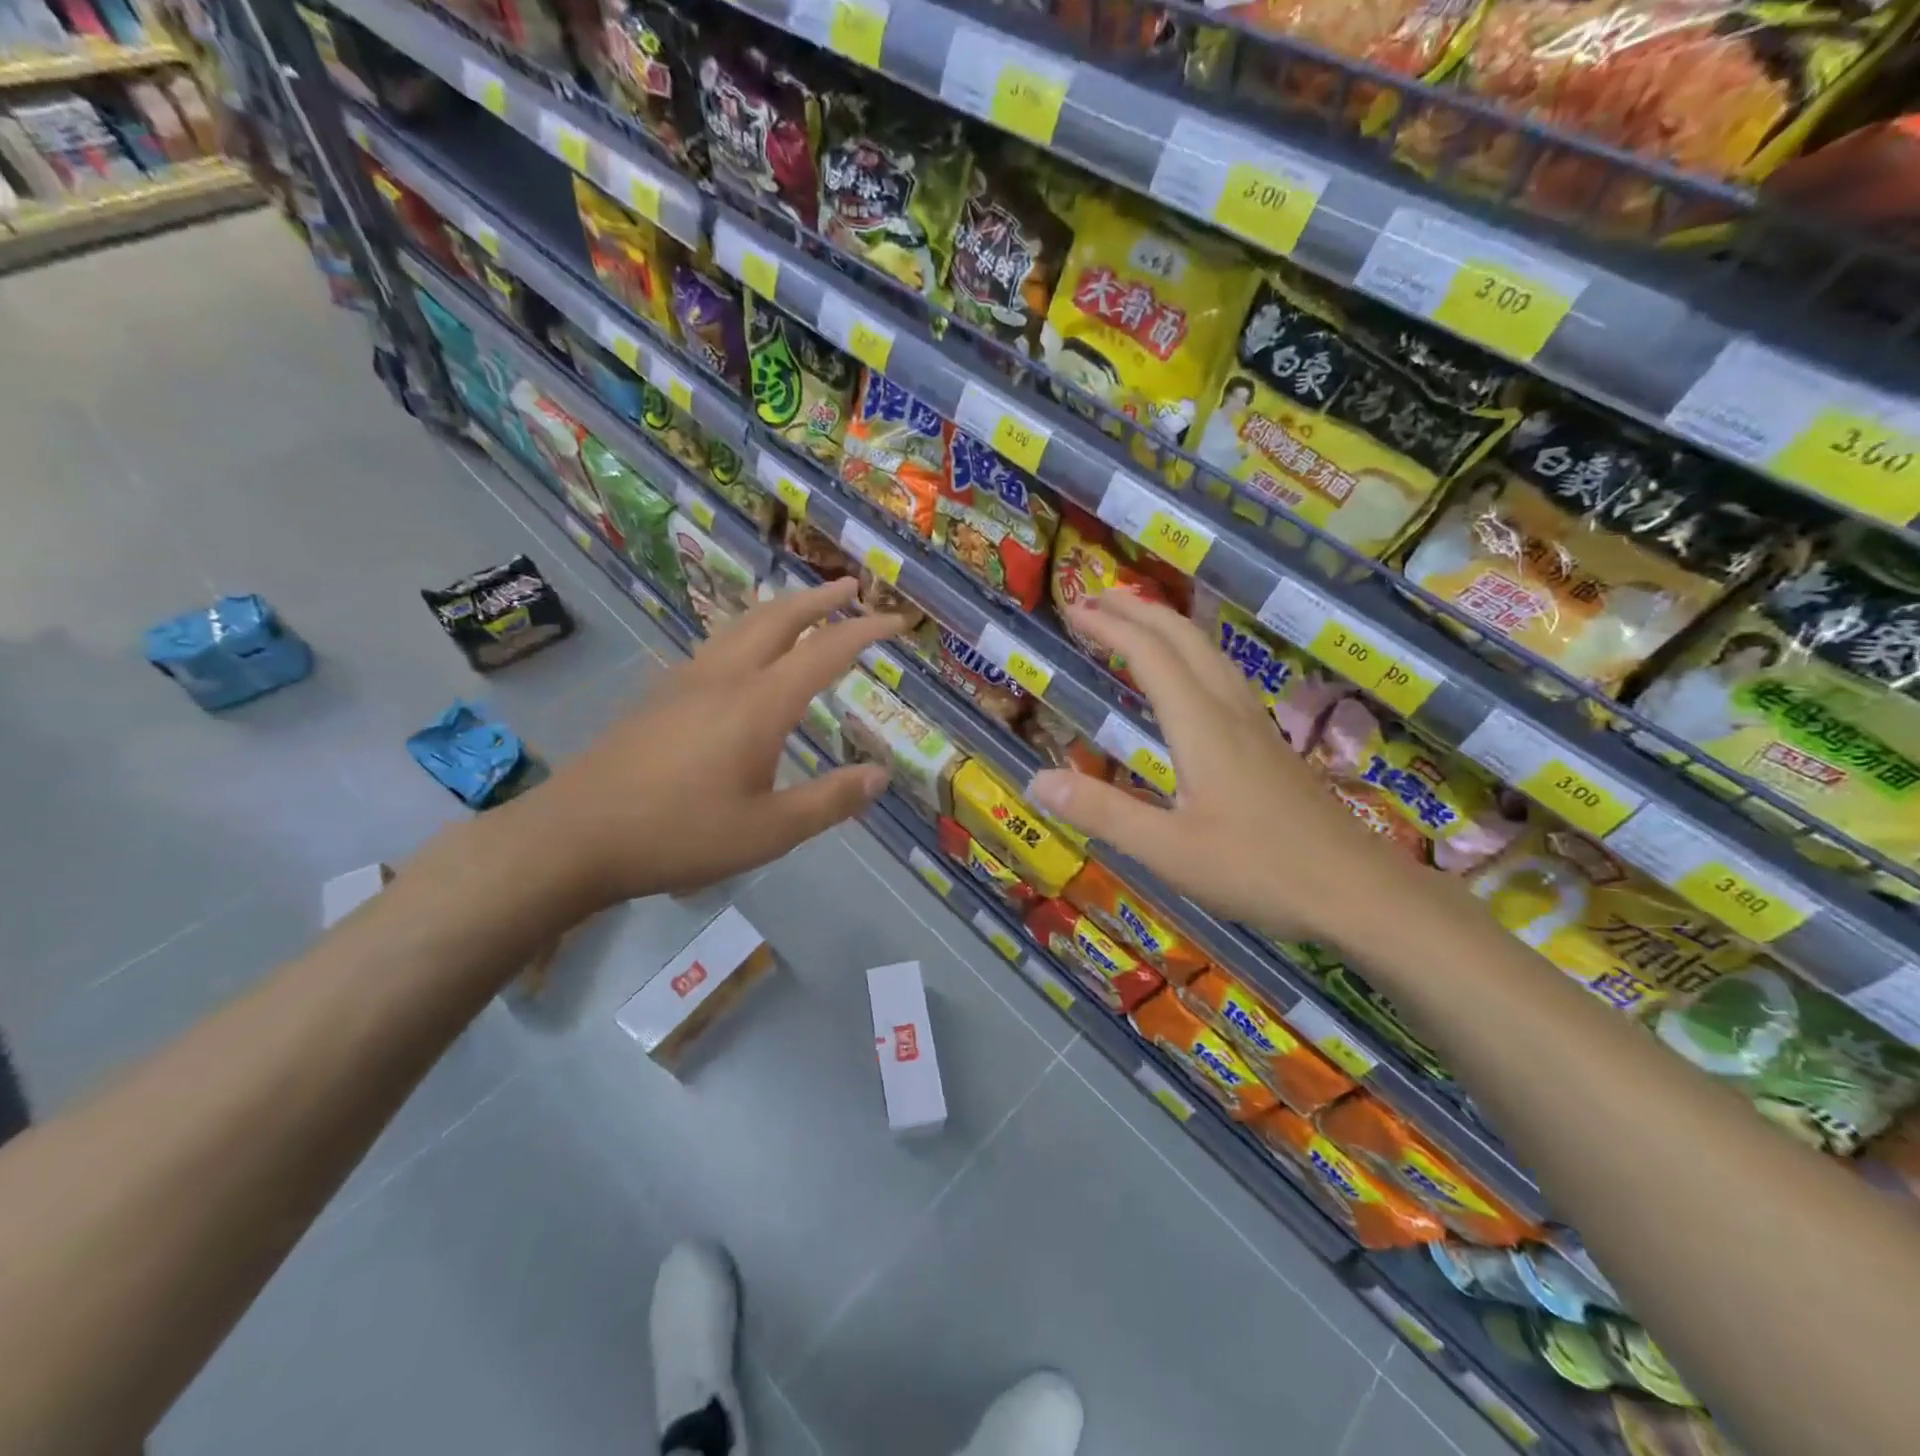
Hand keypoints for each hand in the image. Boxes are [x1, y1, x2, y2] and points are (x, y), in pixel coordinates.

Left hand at [519, 579, 901, 908]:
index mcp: (757, 703)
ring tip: (802, 608)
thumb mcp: (768, 832)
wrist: (574, 837)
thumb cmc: (679, 835)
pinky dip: (747, 632)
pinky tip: (743, 656)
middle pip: (777, 618)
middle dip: (818, 599)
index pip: (824, 652)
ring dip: (780, 610)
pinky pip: (715, 645)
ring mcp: (684, 681)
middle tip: (849, 587)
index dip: (865, 632)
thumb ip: (829, 801)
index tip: (895, 621)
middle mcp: (723, 677)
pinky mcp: (658, 696)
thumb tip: (879, 776)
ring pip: (740, 625)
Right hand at [1025, 591, 1426, 944]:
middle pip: (1184, 638)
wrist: (1356, 891)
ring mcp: (1256, 725)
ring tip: (1136, 622)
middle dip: (1138, 611)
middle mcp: (1229, 710)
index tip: (1074, 608)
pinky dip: (1191, 655)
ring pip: (1210, 653)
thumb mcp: (1167, 849)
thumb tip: (1036, 780)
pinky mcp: (1271, 746)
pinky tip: (1191, 679)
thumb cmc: (1258, 869)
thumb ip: (1101, 812)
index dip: (1110, 626)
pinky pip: (1224, 677)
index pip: (1150, 655)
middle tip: (1096, 599)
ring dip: (1167, 627)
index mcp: (1200, 725)